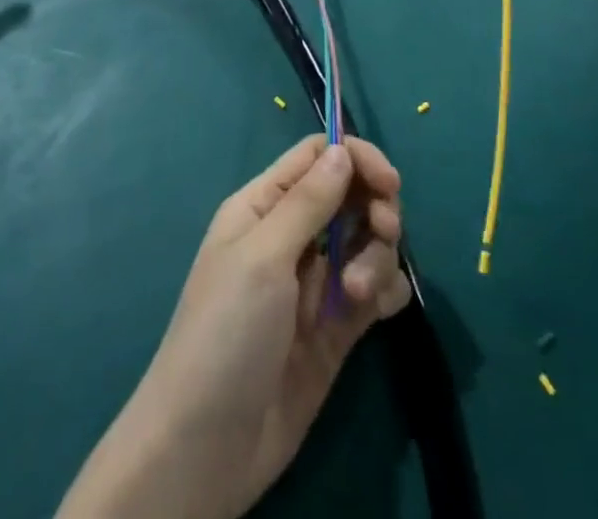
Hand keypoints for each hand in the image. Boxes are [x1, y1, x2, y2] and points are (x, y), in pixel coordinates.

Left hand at [57, 136, 408, 518]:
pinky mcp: (337, 326)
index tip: (389, 182)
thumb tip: (343, 149)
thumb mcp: (263, 257)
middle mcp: (292, 235)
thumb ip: (307, 202)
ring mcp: (317, 282)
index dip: (356, 158)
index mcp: (265, 206)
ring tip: (358, 295)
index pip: (318, 157)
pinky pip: (375, 289)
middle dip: (375, 206)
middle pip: (351, 194)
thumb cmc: (225, 333)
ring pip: (367, 240)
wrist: (208, 448)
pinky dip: (385, 289)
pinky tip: (377, 308)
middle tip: (384, 231)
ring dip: (377, 256)